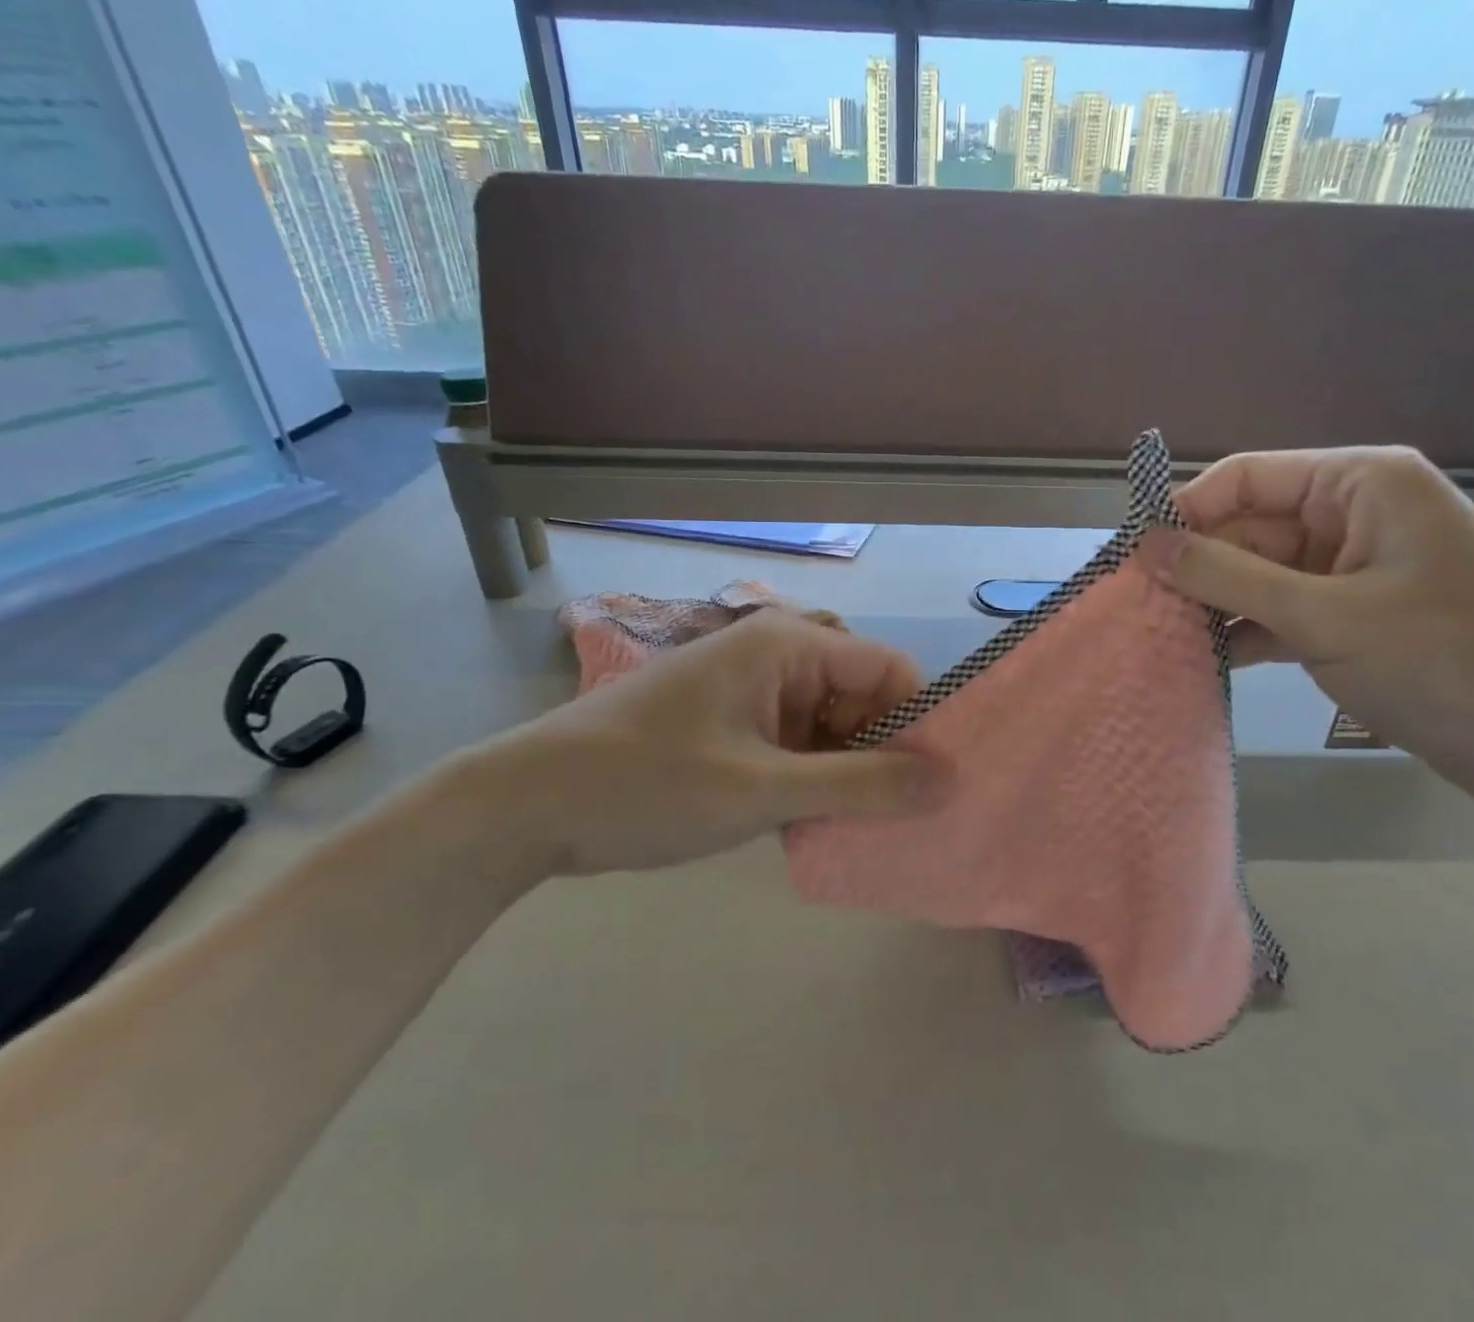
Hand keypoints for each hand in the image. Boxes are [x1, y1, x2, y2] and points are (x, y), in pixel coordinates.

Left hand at [466, 611, 949, 871]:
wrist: (525, 807)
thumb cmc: (646, 785)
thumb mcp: (762, 791)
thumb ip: (860, 786)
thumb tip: (948, 781)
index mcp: (787, 644)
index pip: (887, 669)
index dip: (920, 723)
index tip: (936, 786)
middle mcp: (775, 655)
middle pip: (862, 697)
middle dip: (884, 754)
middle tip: (900, 818)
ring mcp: (752, 691)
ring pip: (831, 726)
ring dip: (847, 773)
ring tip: (861, 828)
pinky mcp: (733, 724)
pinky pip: (798, 745)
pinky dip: (812, 780)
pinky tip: (815, 823)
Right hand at [1155, 447, 1473, 805]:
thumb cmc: (1450, 661)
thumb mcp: (1325, 616)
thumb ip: (1229, 577)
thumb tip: (1147, 546)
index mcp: (1359, 484)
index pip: (1246, 478)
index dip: (1186, 512)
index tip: (1133, 558)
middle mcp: (1353, 515)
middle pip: (1249, 528)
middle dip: (1196, 568)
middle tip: (1137, 610)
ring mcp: (1353, 571)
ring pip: (1259, 575)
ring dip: (1216, 605)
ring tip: (1158, 637)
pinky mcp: (1354, 619)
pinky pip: (1281, 612)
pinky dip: (1247, 633)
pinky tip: (1203, 660)